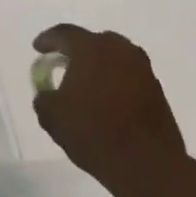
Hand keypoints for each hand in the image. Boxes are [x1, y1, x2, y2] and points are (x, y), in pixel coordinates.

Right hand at [32, 25, 193, 196]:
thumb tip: (48, 94)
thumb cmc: (93, 132)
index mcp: (91, 49)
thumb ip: (44, 98)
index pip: (65, 33)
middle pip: (94, 41)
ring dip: (99, 67)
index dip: (48, 40)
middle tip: (63, 65)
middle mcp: (120, 50)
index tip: (38, 49)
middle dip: (77, 51)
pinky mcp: (157, 89)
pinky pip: (129, 76)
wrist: (146, 163)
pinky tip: (106, 102)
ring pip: (115, 58)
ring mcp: (143, 69)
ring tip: (86, 86)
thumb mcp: (52, 117)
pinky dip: (115, 82)